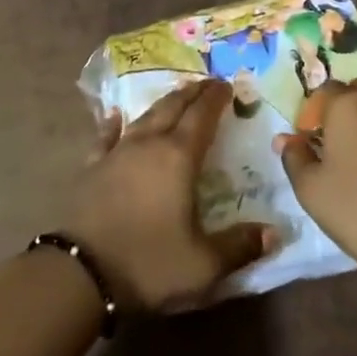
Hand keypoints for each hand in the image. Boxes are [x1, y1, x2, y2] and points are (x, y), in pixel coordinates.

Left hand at [66, 78, 273, 311]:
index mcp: (178, 157)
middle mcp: (149, 144)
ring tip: (175, 96)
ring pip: (144, 116)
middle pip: (173, 107)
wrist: (81, 272)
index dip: (215, 99)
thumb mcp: (203, 265)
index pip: (202, 116)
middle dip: (192, 93)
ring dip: (163, 103)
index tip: (227, 85)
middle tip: (206, 83)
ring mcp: (117, 152)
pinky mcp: (93, 167)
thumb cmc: (148, 263)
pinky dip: (113, 124)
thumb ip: (240, 246)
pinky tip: (114, 116)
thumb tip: (275, 232)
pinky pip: (106, 136)